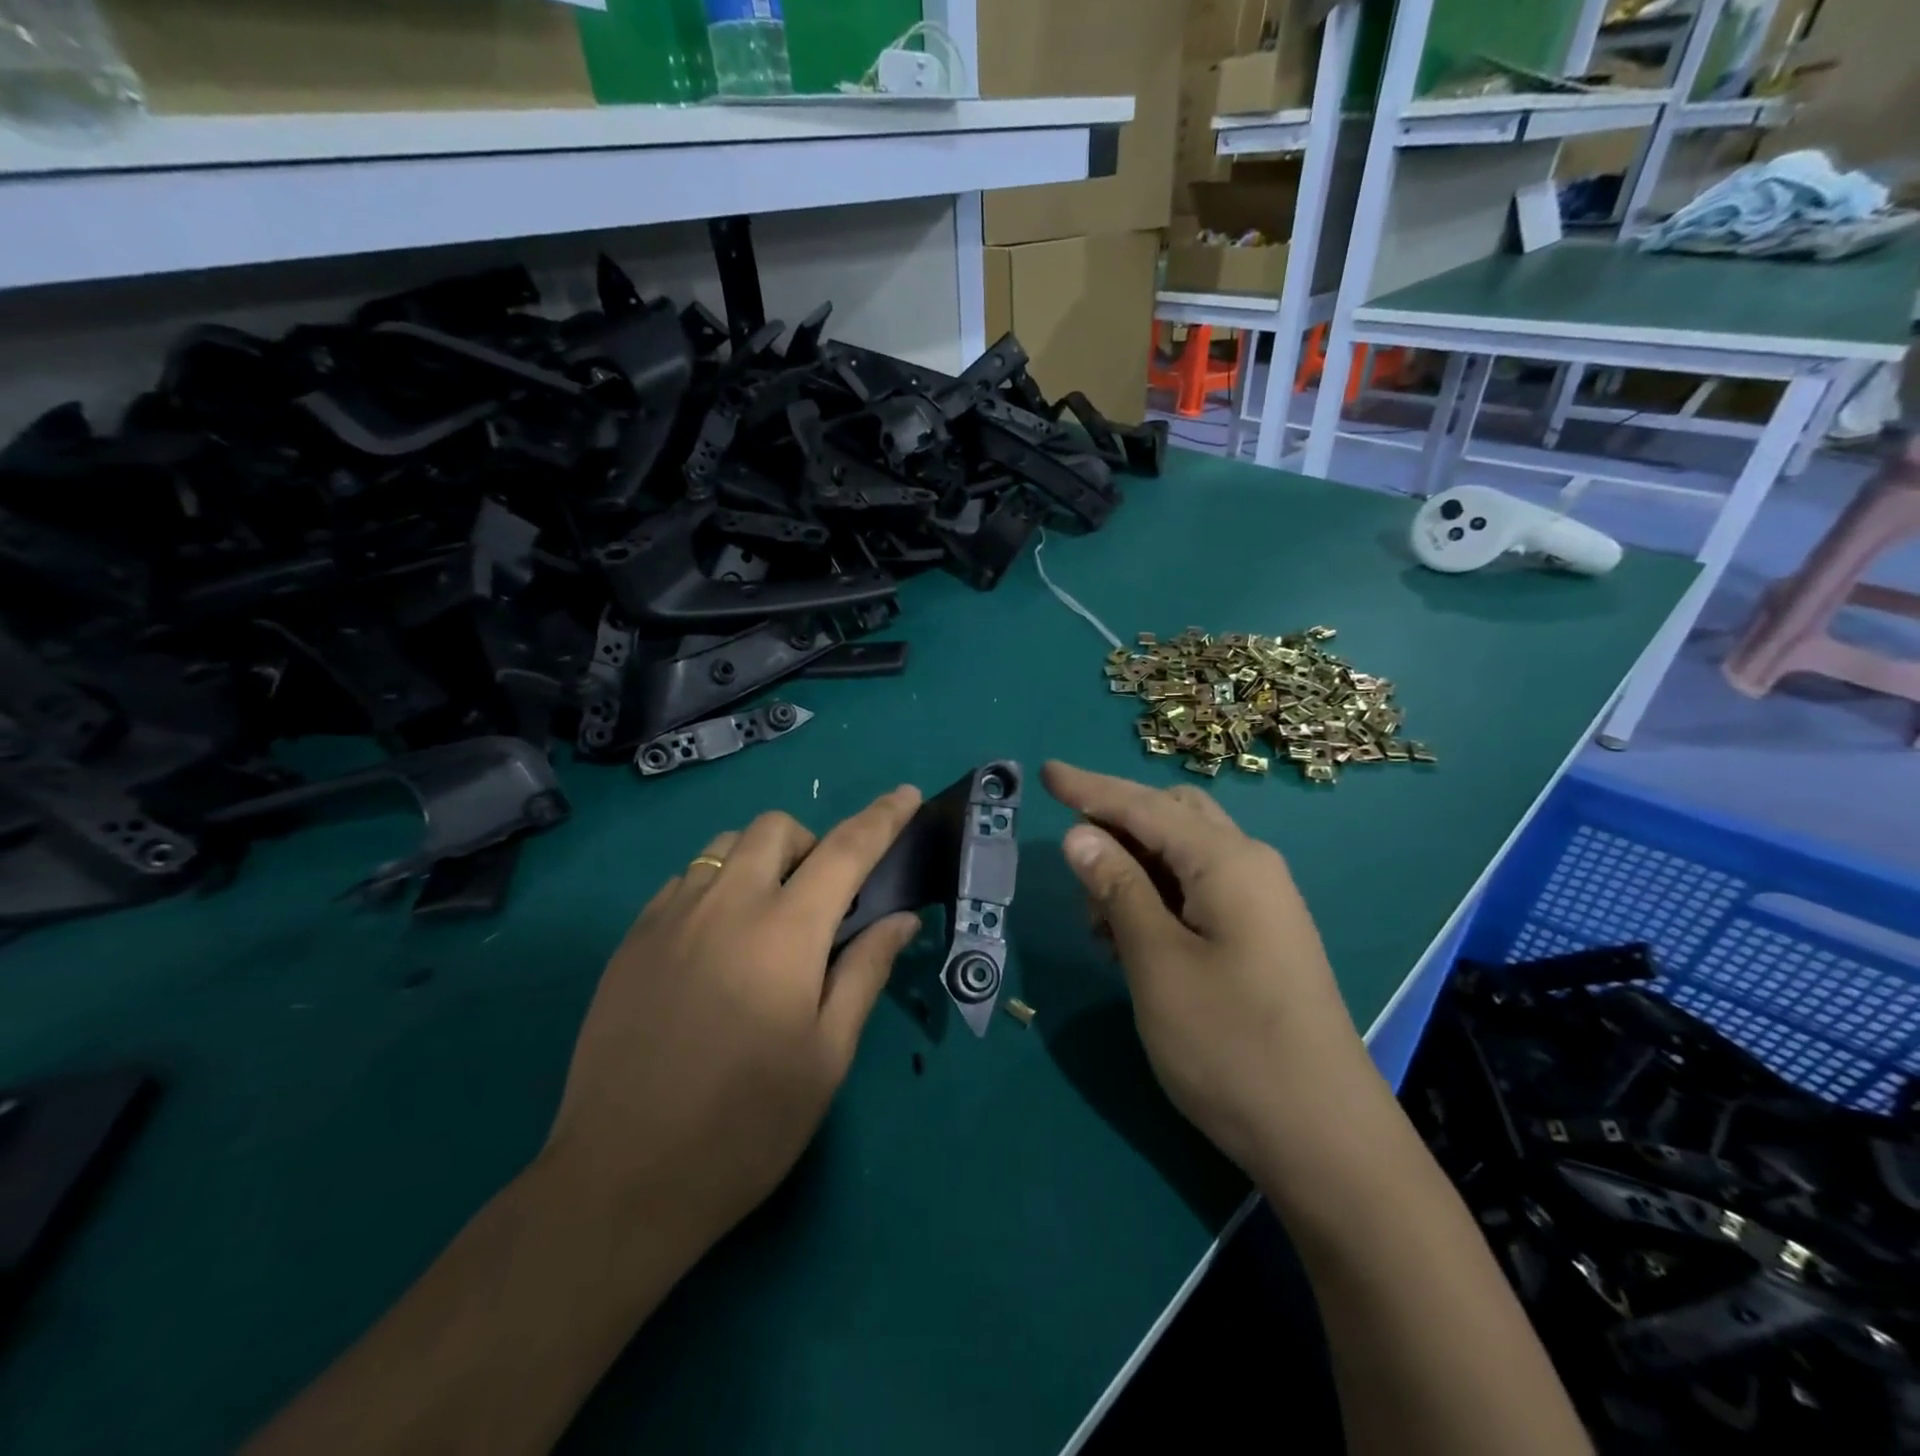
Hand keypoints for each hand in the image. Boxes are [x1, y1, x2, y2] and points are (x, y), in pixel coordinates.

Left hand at [542, 786, 923, 1265]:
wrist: (622, 1180)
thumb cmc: (747, 1125)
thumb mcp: (827, 1054)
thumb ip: (867, 971)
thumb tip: (901, 917)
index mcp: (785, 931)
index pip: (846, 850)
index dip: (882, 817)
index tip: (905, 794)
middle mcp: (726, 903)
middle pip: (776, 828)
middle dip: (811, 842)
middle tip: (822, 899)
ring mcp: (671, 916)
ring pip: (726, 846)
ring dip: (761, 860)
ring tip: (768, 917)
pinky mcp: (633, 939)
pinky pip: (685, 880)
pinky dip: (717, 886)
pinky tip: (716, 942)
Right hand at [1043, 761, 1367, 1172]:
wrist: (1324, 1138)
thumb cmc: (1231, 1045)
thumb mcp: (1157, 963)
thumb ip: (1117, 889)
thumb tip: (1080, 834)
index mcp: (1227, 861)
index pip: (1144, 806)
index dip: (1090, 788)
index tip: (1045, 772)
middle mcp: (1250, 866)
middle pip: (1171, 817)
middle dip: (1116, 826)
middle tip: (1072, 860)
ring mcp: (1261, 902)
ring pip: (1183, 856)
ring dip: (1133, 868)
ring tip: (1096, 917)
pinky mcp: (1261, 936)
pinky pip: (1198, 890)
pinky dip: (1157, 897)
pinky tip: (1129, 936)